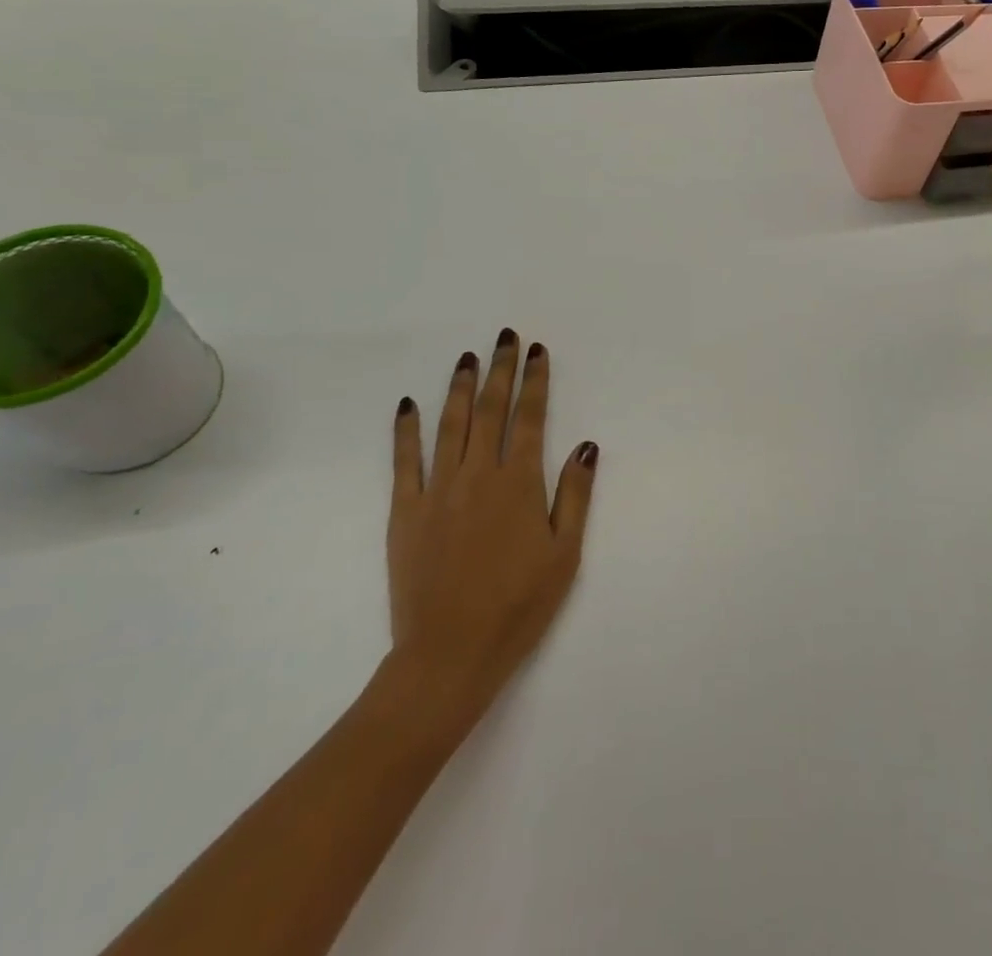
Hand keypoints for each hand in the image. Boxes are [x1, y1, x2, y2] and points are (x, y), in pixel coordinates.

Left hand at [386, 331, 597, 741]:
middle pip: (491, 410)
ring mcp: (438, 490)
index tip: (537, 351)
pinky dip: (406, 430)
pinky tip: (408, 405)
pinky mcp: (406, 512)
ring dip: (459, 387)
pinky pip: (405, 461)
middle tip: (505, 337)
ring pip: (450, 425)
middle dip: (500, 370)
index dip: (535, 381)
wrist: (450, 654)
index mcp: (520, 484)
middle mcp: (479, 475)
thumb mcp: (564, 554)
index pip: (531, 418)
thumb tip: (586, 445)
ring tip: (467, 357)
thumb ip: (574, 495)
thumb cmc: (519, 606)